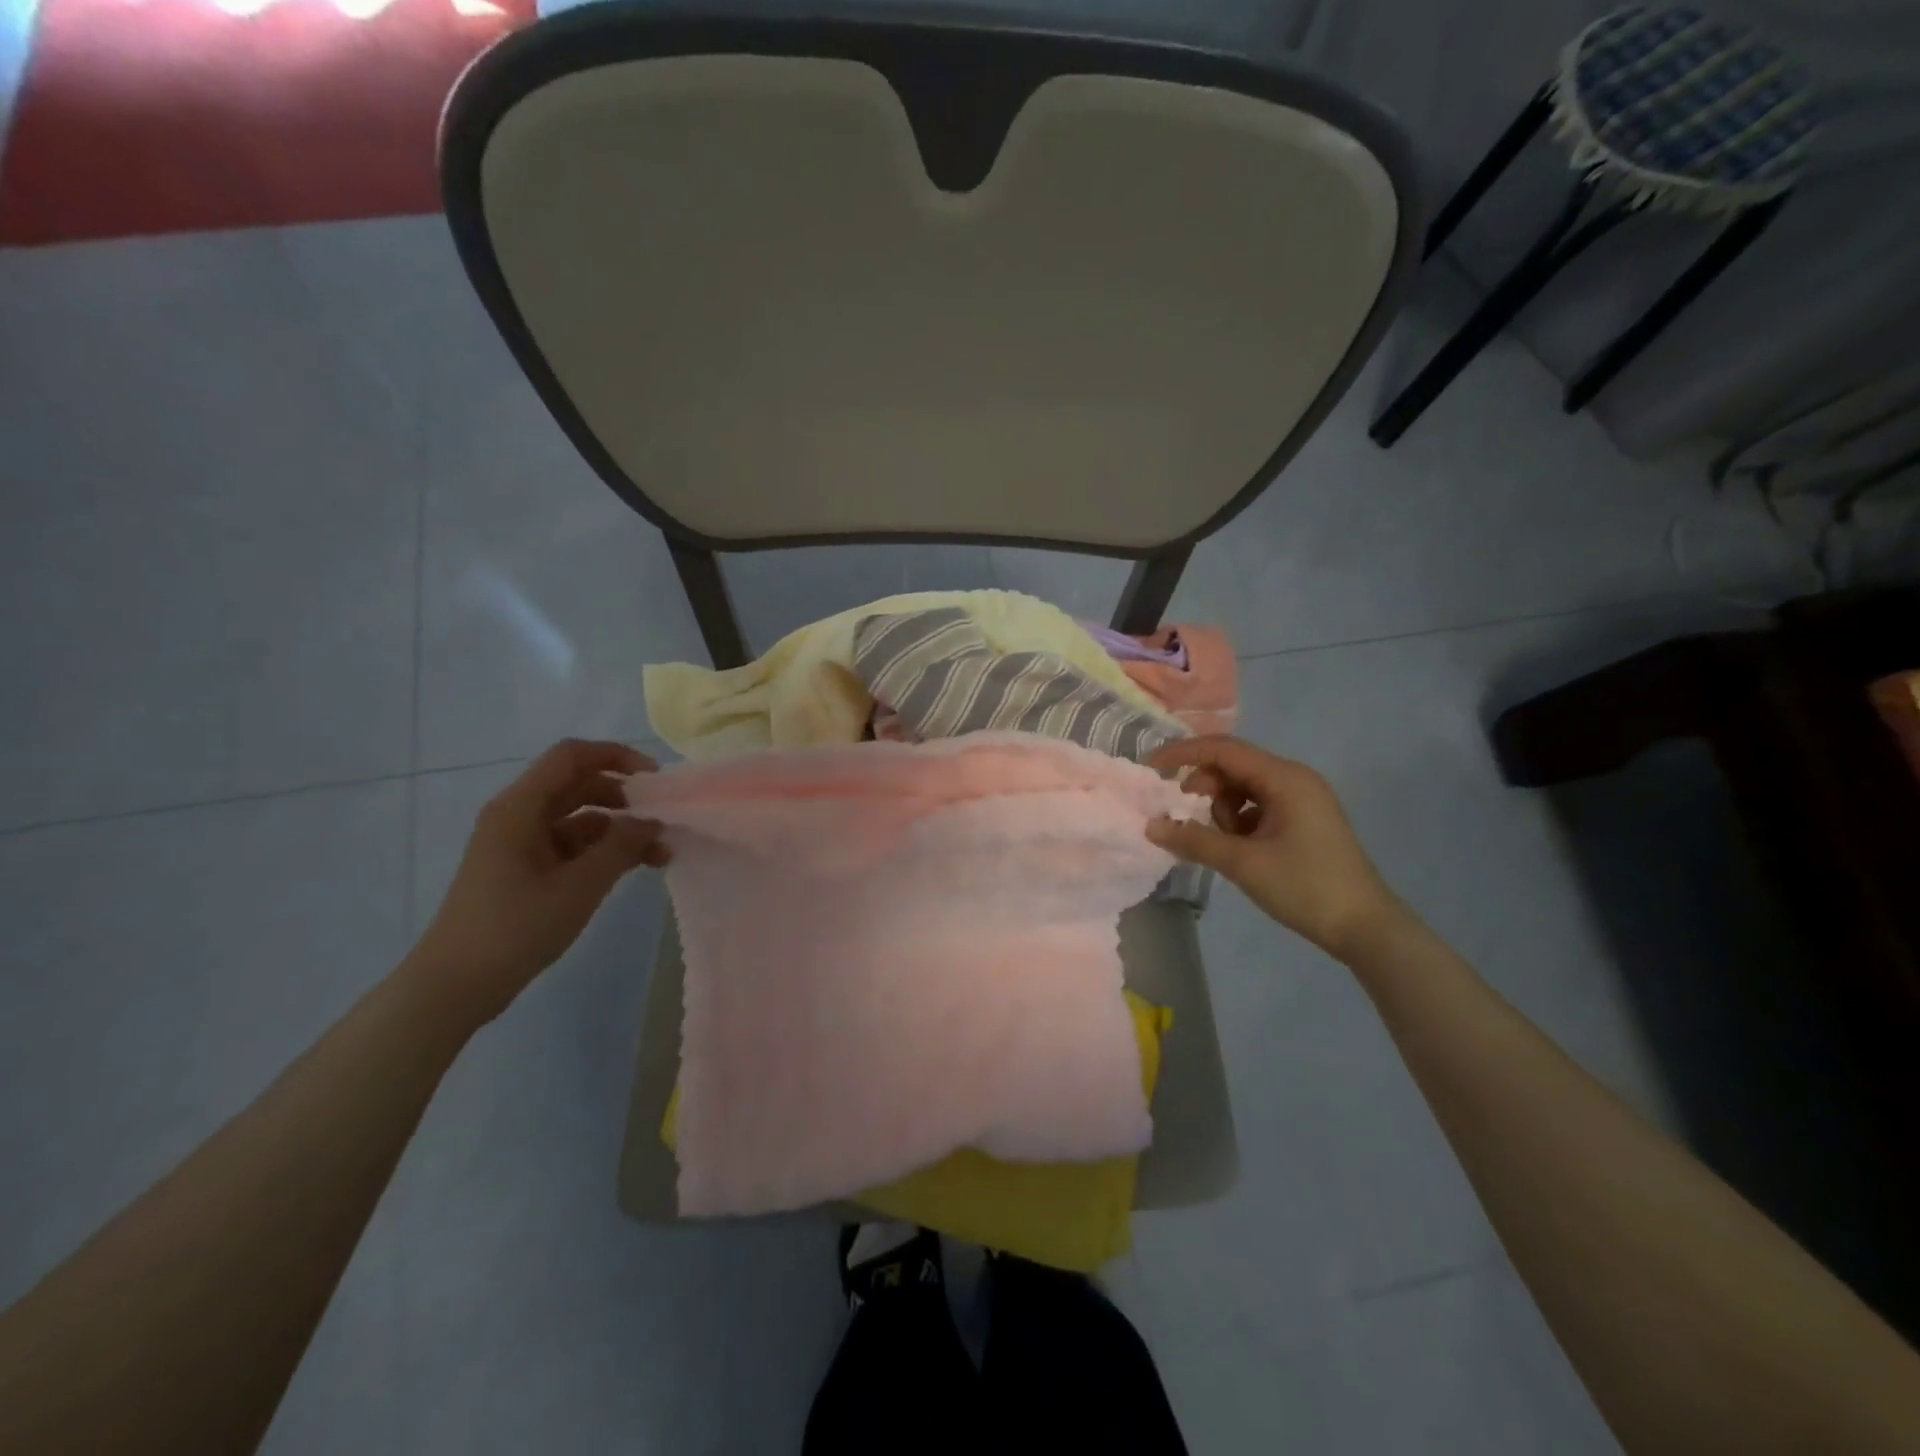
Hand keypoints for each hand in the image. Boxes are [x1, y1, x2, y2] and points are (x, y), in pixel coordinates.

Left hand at [408, 739, 668, 1022]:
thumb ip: (622, 846)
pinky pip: (570, 844)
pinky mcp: (523, 869)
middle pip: (578, 784)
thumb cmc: (515, 927)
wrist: (455, 986)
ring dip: (618, 828)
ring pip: (578, 817)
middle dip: (624, 797)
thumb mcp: (580, 885)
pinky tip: (631, 869)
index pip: (572, 756)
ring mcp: (519, 843)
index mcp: (520, 807)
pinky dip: (602, 850)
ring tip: (658, 853)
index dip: (616, 756)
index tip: (655, 781)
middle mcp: (518, 815)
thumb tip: (652, 822)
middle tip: (662, 820)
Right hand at [1147, 736, 1402, 960]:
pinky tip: (1239, 849)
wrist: (1365, 927)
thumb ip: (1194, 840)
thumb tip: (1151, 826)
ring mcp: (1301, 799)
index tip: (1150, 768)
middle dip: (1203, 787)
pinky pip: (1258, 805)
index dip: (1183, 754)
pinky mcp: (1303, 819)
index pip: (1223, 750)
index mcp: (1285, 778)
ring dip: (1222, 808)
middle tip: (1186, 817)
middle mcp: (1294, 779)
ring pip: (1243, 787)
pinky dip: (1239, 820)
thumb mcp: (1243, 863)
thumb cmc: (1305, 888)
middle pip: (1233, 765)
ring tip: (1224, 844)